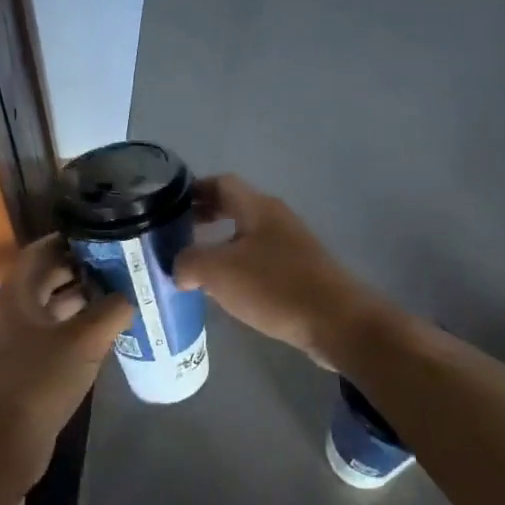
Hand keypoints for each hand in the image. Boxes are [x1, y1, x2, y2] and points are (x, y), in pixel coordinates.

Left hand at [0, 234, 133, 492]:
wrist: (4, 442)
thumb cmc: (40, 380)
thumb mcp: (84, 340)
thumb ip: (112, 310)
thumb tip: (131, 296)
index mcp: (17, 293)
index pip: (43, 249)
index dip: (72, 238)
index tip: (107, 234)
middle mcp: (14, 309)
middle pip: (49, 276)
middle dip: (85, 267)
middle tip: (124, 262)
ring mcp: (19, 338)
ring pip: (54, 305)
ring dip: (85, 298)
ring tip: (124, 291)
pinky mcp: (28, 363)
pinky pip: (56, 331)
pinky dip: (80, 325)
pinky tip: (110, 329)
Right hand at [173, 175, 380, 367]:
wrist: (336, 321)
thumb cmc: (274, 286)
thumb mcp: (218, 271)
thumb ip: (189, 262)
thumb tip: (180, 268)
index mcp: (257, 207)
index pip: (221, 183)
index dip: (193, 189)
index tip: (168, 205)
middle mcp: (276, 218)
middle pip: (234, 207)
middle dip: (204, 216)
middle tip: (176, 234)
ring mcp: (291, 245)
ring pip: (247, 235)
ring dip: (220, 244)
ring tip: (195, 265)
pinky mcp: (300, 272)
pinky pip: (260, 259)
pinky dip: (238, 266)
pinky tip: (226, 290)